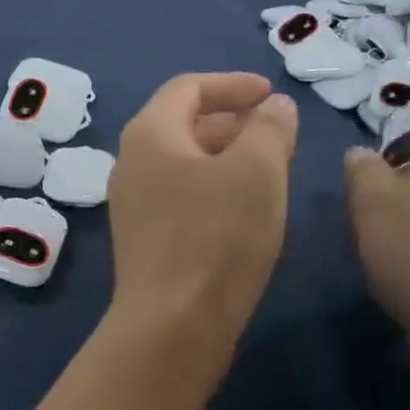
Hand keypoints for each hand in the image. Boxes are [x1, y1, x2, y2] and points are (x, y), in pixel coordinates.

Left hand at [107, 72, 297, 364]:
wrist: (174, 324)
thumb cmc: (217, 235)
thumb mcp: (258, 169)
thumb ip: (269, 127)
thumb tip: (275, 106)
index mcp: (150, 133)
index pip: (189, 87)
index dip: (234, 84)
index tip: (273, 96)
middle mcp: (131, 163)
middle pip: (184, 124)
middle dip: (234, 122)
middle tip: (278, 136)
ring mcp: (133, 205)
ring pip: (185, 164)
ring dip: (228, 158)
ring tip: (270, 172)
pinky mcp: (144, 241)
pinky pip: (182, 197)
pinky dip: (215, 189)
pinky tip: (245, 211)